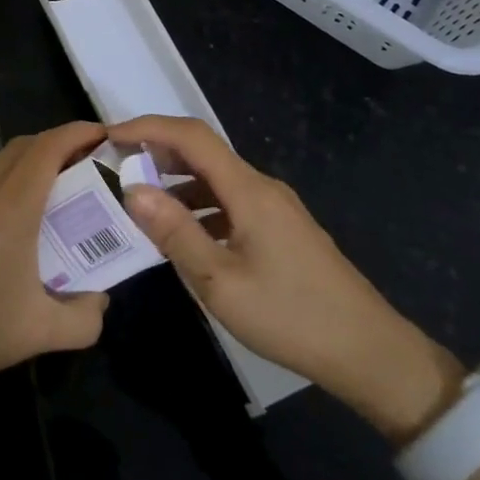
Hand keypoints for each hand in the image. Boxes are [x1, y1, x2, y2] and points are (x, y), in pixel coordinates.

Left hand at [0, 123, 111, 406]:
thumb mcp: (40, 334)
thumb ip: (85, 320)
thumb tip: (100, 302)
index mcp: (11, 206)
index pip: (49, 147)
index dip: (78, 133)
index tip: (102, 136)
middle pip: (22, 147)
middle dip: (56, 146)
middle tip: (80, 170)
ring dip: (22, 163)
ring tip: (41, 193)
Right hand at [109, 115, 462, 442]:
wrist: (369, 352)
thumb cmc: (290, 316)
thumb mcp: (220, 281)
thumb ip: (175, 232)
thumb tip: (133, 189)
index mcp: (248, 190)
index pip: (191, 136)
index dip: (148, 127)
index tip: (110, 136)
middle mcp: (262, 187)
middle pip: (204, 152)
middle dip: (157, 152)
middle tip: (117, 168)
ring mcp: (275, 209)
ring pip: (216, 180)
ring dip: (177, 183)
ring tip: (140, 203)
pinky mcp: (282, 230)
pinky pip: (230, 203)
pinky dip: (199, 207)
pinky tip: (183, 236)